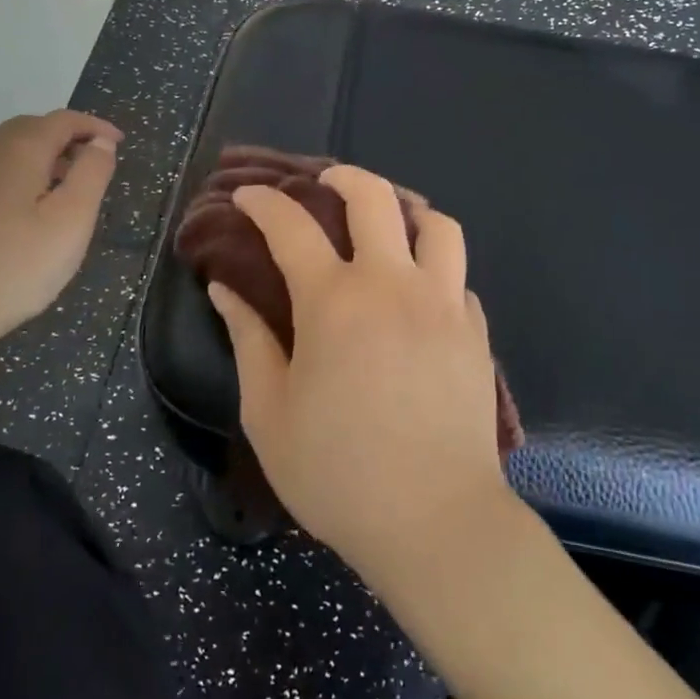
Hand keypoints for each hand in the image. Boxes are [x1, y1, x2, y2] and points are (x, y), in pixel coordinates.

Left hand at [0, 110, 120, 358]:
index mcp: (17, 152)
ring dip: (42, 158)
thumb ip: (91, 175)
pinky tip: (27, 215)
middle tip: (94, 163)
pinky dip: (20, 177)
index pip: (61, 121)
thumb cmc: (13, 267)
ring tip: (66, 190)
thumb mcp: (70, 221)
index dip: (94, 126)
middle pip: (30, 129)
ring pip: (7, 152)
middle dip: (66, 137)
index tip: (118, 143)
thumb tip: (101, 142)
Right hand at [208, 165, 508, 589]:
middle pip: (374, 198)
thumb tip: (224, 289)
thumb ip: (248, 340)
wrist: (435, 521)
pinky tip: (420, 291)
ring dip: (407, 209)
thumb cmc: (338, 473)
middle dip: (343, 177)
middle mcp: (393, 284)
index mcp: (334, 301)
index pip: (291, 226)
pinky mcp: (475, 330)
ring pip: (436, 224)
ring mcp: (443, 303)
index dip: (263, 204)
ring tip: (389, 222)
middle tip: (324, 182)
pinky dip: (435, 267)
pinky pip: (457, 276)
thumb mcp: (269, 412)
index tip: (246, 198)